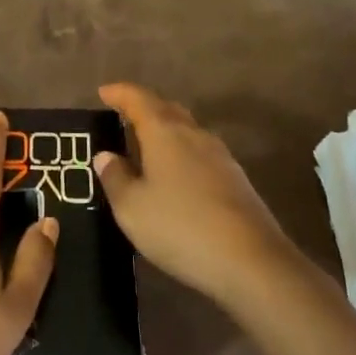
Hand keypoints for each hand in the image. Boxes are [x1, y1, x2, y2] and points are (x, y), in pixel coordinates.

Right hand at [94, 82, 295, 308]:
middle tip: (123, 116)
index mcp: (164, 132)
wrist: (252, 262)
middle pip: (166, 108)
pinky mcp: (236, 179)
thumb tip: (106, 155)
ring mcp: (220, 155)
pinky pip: (200, 153)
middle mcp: (194, 134)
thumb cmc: (181, 227)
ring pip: (187, 130)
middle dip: (144, 108)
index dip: (119, 93)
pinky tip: (176, 176)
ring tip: (147, 147)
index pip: (138, 99)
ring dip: (165, 131)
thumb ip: (115, 178)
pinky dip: (182, 153)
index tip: (103, 92)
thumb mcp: (132, 208)